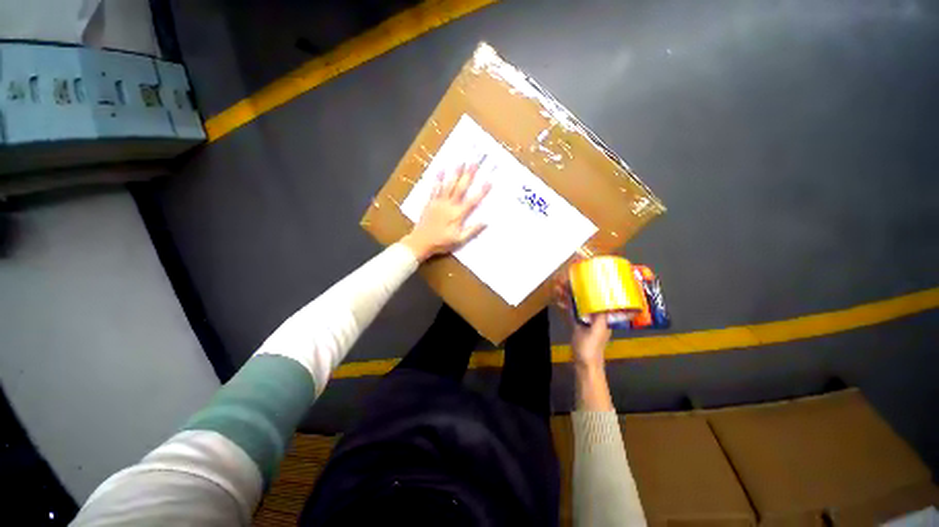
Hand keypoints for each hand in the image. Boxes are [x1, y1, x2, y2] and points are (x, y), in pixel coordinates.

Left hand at [401, 162, 490, 261]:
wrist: (420, 242)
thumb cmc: (441, 242)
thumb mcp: (459, 240)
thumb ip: (471, 230)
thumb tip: (485, 222)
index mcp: (457, 215)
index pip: (472, 201)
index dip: (481, 191)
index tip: (489, 181)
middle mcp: (449, 205)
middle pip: (460, 188)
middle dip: (468, 175)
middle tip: (474, 162)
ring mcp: (438, 202)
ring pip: (448, 185)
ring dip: (455, 173)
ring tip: (461, 162)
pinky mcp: (430, 202)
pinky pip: (434, 189)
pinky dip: (438, 179)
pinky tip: (441, 170)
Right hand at [553, 265, 613, 410]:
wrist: (584, 364)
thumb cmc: (591, 349)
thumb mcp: (596, 332)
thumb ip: (599, 319)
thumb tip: (600, 301)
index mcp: (603, 316)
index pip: (600, 296)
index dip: (593, 286)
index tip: (584, 276)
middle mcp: (595, 314)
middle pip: (586, 297)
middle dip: (576, 287)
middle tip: (565, 278)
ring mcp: (584, 318)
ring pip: (577, 301)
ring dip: (568, 293)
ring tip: (558, 285)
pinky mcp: (576, 322)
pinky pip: (570, 309)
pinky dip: (564, 302)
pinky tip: (558, 297)